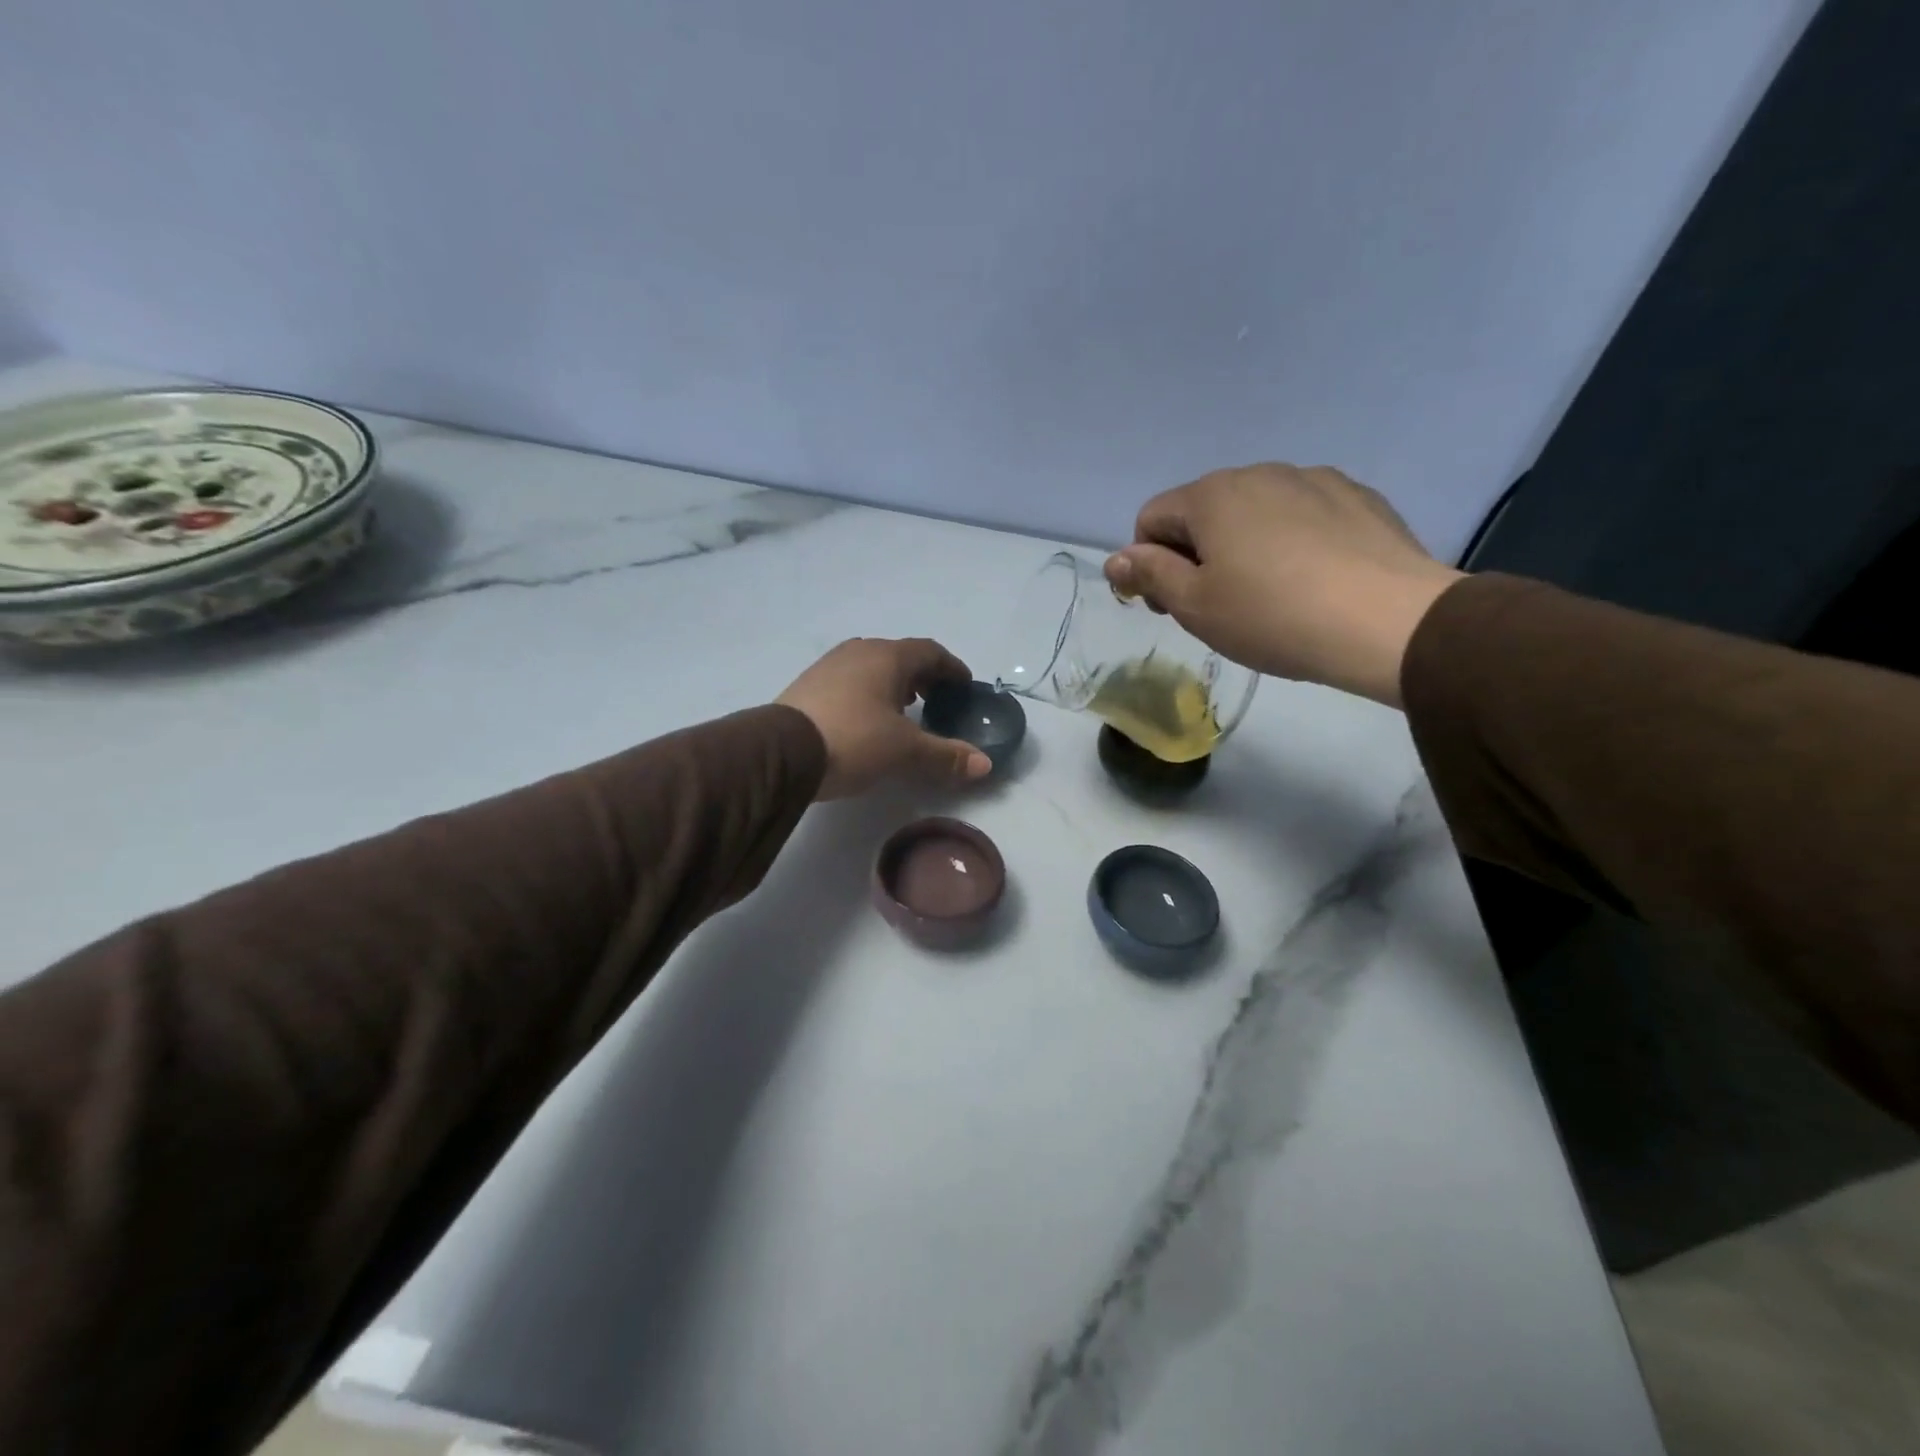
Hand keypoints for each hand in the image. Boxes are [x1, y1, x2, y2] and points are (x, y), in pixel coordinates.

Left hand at [777, 638, 993, 799]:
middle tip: (936, 700)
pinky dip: (868, 692)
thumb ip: (946, 755)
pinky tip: (867, 718)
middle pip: (900, 656)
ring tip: (904, 710)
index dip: (952, 668)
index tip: (964, 685)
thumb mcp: (905, 751)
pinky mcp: (808, 685)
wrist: (781, 753)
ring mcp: (829, 666)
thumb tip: (985, 764)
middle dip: (922, 676)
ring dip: (893, 684)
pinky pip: (850, 680)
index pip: (930, 651)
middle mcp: (859, 651)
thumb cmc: (854, 740)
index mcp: (887, 657)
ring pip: (872, 667)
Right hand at [1104, 464, 1463, 706]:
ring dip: (1244, 546)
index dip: (1148, 564)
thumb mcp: (1195, 606)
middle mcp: (1259, 472)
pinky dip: (1292, 541)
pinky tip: (1313, 580)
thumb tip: (1115, 559)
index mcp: (1211, 495)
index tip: (1171, 605)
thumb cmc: (1272, 616)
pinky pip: (1303, 515)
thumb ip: (1149, 575)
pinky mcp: (1358, 497)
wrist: (1388, 621)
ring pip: (1255, 511)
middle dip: (1196, 553)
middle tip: (1218, 606)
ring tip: (1271, 595)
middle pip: (1203, 511)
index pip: (1151, 519)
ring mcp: (1314, 479)